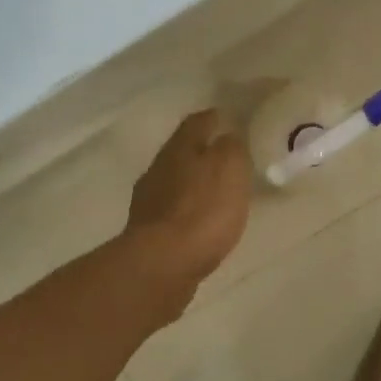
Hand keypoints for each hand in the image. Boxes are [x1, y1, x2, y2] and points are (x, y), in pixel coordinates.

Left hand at [126, 109, 252, 284]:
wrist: (163, 264)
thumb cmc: (202, 210)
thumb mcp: (230, 168)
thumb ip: (231, 147)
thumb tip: (228, 135)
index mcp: (179, 149)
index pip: (196, 123)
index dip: (213, 118)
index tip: (227, 116)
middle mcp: (158, 169)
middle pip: (181, 152)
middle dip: (201, 151)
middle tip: (226, 155)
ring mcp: (149, 202)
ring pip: (175, 182)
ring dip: (193, 183)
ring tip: (216, 190)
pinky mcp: (149, 233)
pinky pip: (173, 212)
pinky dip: (187, 211)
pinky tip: (201, 221)